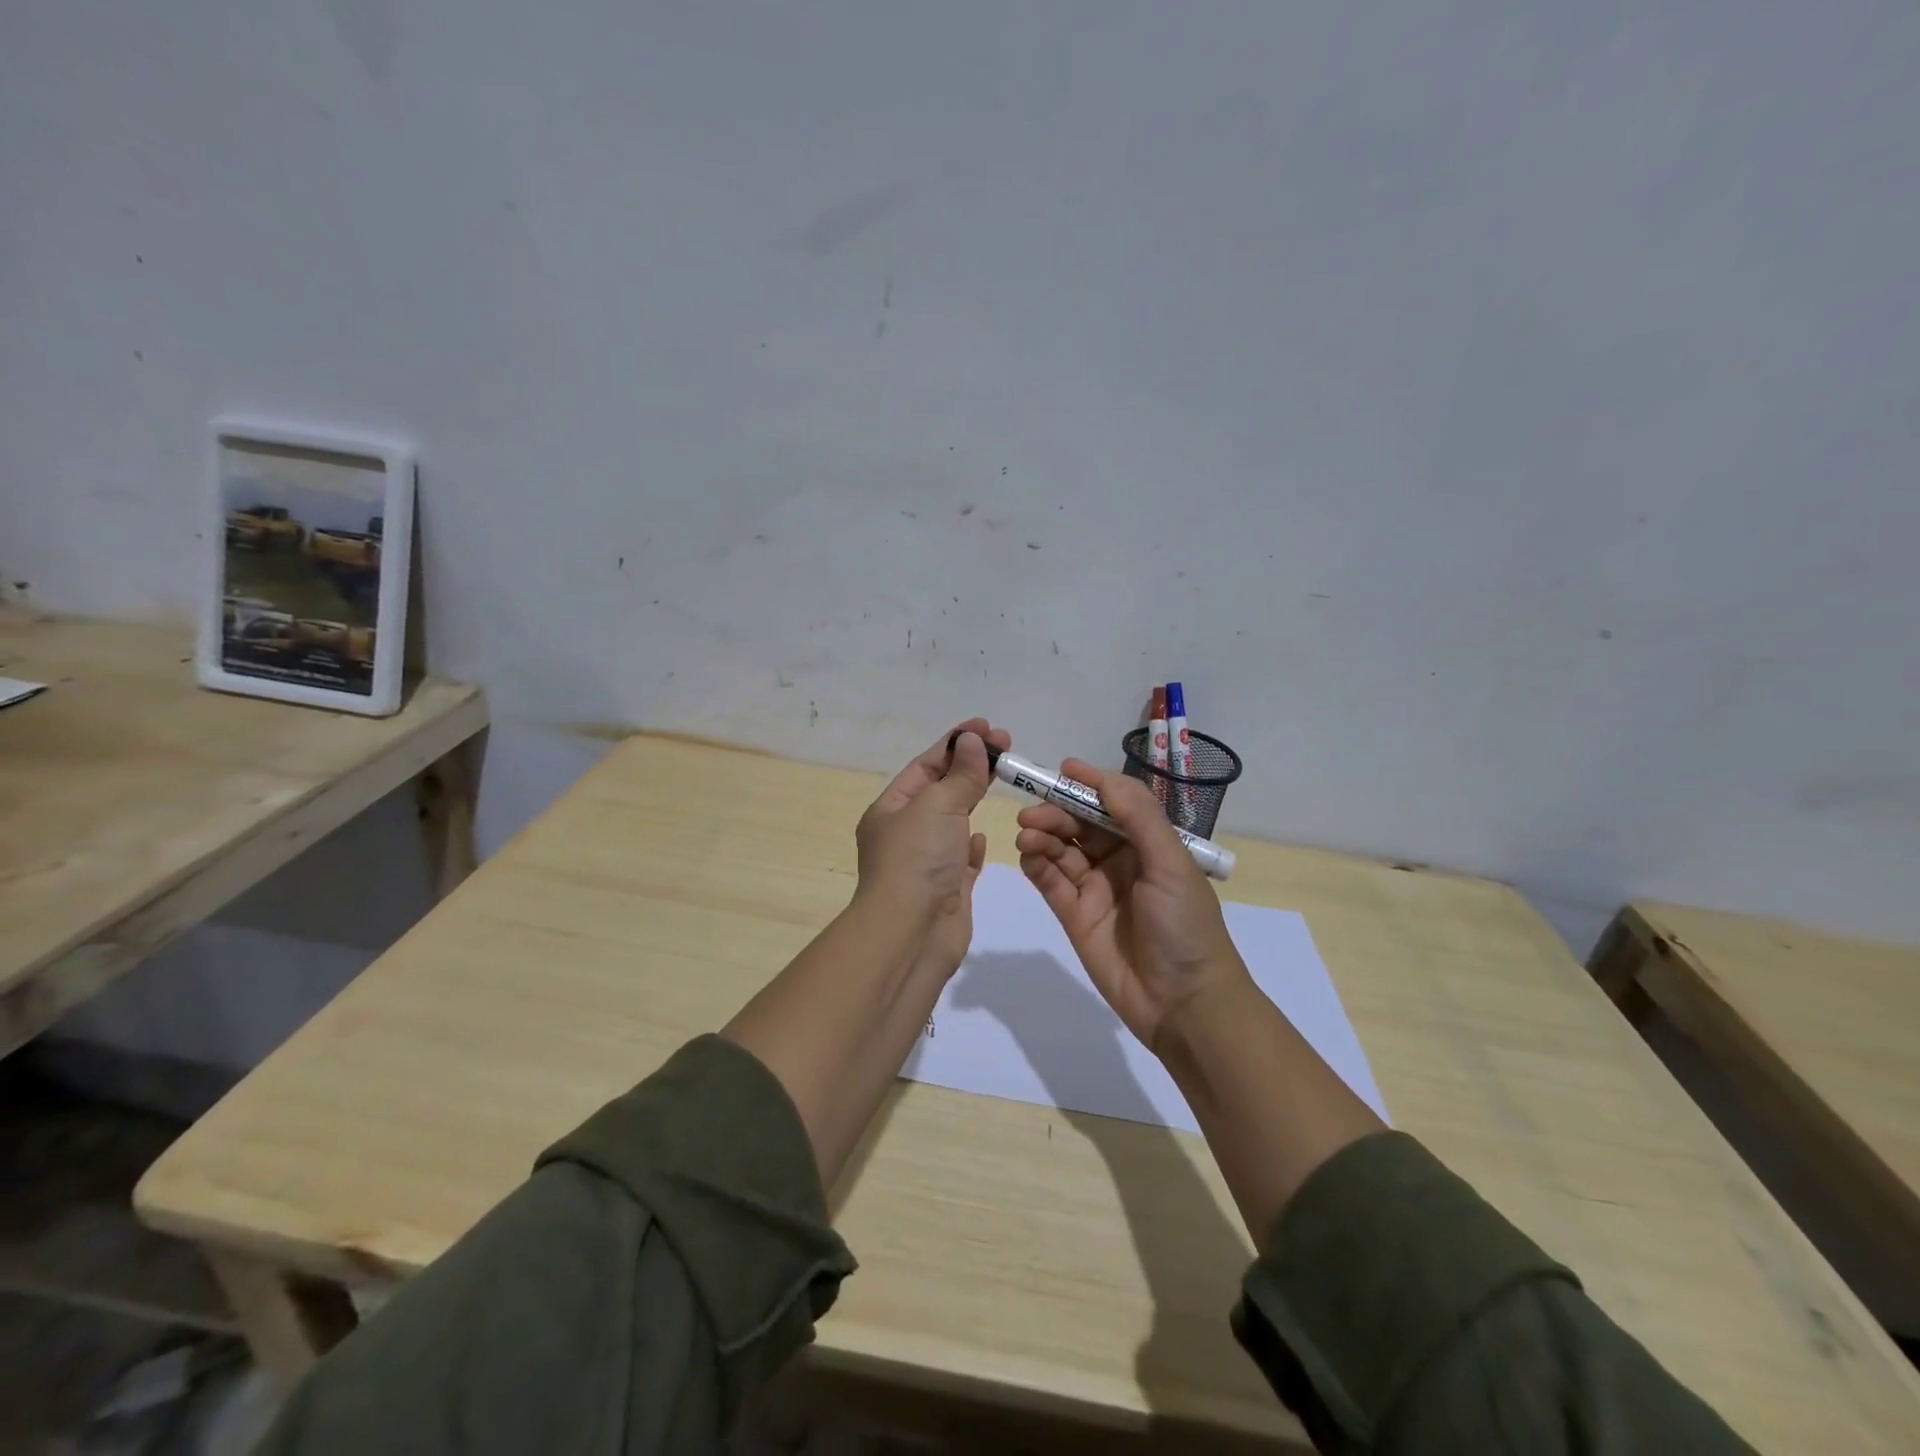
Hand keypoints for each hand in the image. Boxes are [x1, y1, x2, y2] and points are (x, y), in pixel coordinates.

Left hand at [854, 719, 1008, 975]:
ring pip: (952, 821)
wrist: (912, 934)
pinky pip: (960, 858)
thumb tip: (972, 741)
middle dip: (970, 765)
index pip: (925, 765)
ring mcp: (926, 862)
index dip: (955, 743)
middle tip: (1005, 744)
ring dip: (972, 798)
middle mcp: (905, 833)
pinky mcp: (947, 888)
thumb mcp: (938, 806)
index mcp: (890, 809)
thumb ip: (960, 774)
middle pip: (940, 789)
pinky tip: (982, 835)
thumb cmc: (918, 860)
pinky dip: (972, 843)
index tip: (987, 727)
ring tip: (1002, 777)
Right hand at [1015, 760, 1244, 1052]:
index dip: (1088, 784)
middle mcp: (1120, 860)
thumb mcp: (1171, 864)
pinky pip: (1050, 882)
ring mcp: (1095, 889)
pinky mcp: (1075, 916)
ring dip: (1043, 836)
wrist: (1183, 1003)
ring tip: (1027, 836)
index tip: (1061, 769)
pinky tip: (1028, 857)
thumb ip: (1138, 817)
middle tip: (1031, 815)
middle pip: (1081, 825)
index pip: (1113, 803)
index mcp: (1148, 844)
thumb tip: (1102, 777)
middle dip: (1056, 813)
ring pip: (1061, 850)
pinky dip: (1036, 865)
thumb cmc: (1185, 926)